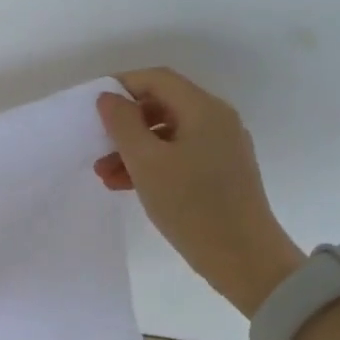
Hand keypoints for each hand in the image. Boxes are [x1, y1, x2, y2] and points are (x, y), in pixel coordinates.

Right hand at [95, 68, 304, 315]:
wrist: (245, 260)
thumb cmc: (192, 206)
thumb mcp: (146, 162)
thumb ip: (122, 124)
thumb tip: (109, 97)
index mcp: (204, 110)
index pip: (157, 79)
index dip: (122, 85)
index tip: (94, 107)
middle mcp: (217, 120)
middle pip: (162, 104)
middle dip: (125, 123)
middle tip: (97, 144)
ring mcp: (222, 147)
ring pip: (167, 133)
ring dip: (133, 147)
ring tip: (104, 174)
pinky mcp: (221, 172)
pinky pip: (179, 154)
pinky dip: (151, 163)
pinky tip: (126, 185)